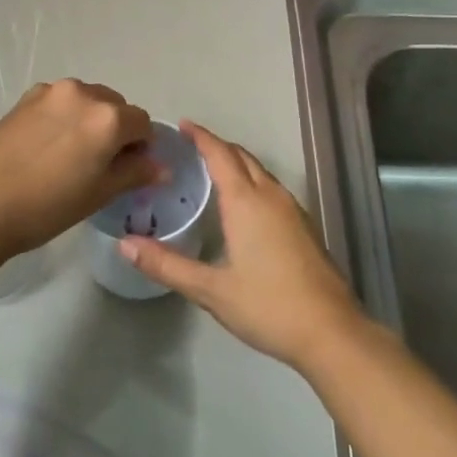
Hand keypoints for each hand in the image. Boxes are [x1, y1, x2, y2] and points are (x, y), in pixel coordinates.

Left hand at [0, 79, 157, 257]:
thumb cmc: (46, 206)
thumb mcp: (98, 194)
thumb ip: (134, 173)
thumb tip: (161, 166)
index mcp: (108, 117)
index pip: (142, 123)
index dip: (141, 147)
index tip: (128, 170)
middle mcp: (83, 93)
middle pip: (115, 106)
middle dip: (116, 130)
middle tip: (99, 164)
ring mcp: (50, 92)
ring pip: (86, 100)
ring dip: (89, 120)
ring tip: (69, 155)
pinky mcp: (25, 98)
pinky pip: (59, 102)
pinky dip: (63, 117)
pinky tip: (46, 147)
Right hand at [117, 121, 363, 371]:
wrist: (331, 331)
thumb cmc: (268, 306)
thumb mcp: (211, 290)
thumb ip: (167, 265)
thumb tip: (125, 244)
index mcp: (246, 201)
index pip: (220, 155)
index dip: (201, 137)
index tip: (183, 125)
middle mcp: (271, 196)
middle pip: (242, 157)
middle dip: (218, 146)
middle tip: (191, 146)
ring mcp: (293, 210)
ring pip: (261, 172)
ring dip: (237, 163)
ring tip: (213, 170)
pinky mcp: (304, 226)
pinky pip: (272, 188)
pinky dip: (252, 181)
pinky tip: (244, 204)